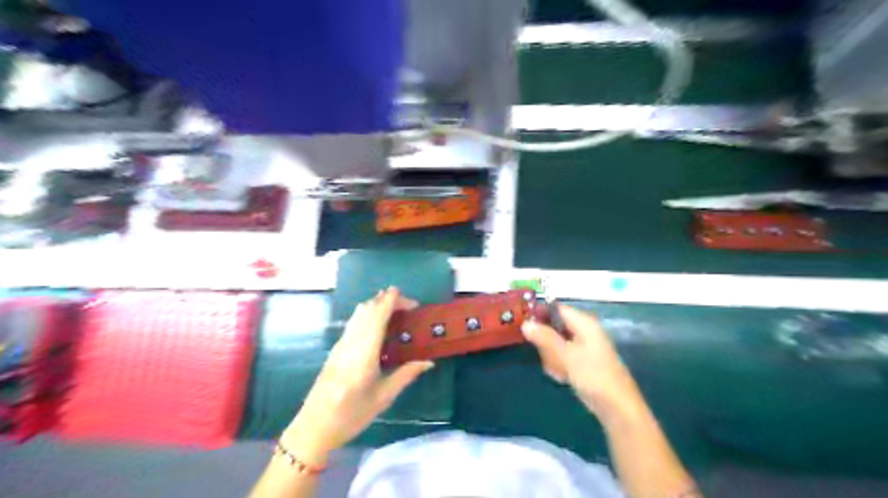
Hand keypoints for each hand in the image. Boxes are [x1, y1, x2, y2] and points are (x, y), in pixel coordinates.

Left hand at [284, 288, 433, 465]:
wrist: (313, 428)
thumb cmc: (351, 416)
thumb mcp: (383, 397)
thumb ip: (406, 375)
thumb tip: (428, 361)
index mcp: (364, 353)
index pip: (377, 316)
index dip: (392, 301)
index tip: (411, 301)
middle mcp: (350, 343)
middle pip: (367, 309)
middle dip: (387, 300)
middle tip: (408, 306)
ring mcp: (340, 344)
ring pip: (358, 313)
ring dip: (376, 305)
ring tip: (395, 311)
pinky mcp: (336, 349)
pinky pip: (354, 322)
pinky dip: (368, 314)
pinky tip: (378, 326)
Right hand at [523, 305, 641, 421]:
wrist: (616, 406)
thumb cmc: (592, 375)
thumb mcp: (565, 355)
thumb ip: (545, 338)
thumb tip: (525, 323)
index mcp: (584, 323)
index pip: (557, 309)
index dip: (540, 314)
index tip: (524, 324)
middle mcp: (585, 331)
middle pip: (555, 327)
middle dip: (547, 342)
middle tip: (546, 357)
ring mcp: (585, 347)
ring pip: (557, 344)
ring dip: (552, 357)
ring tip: (558, 371)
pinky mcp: (583, 362)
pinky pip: (564, 357)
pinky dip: (560, 366)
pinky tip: (562, 377)